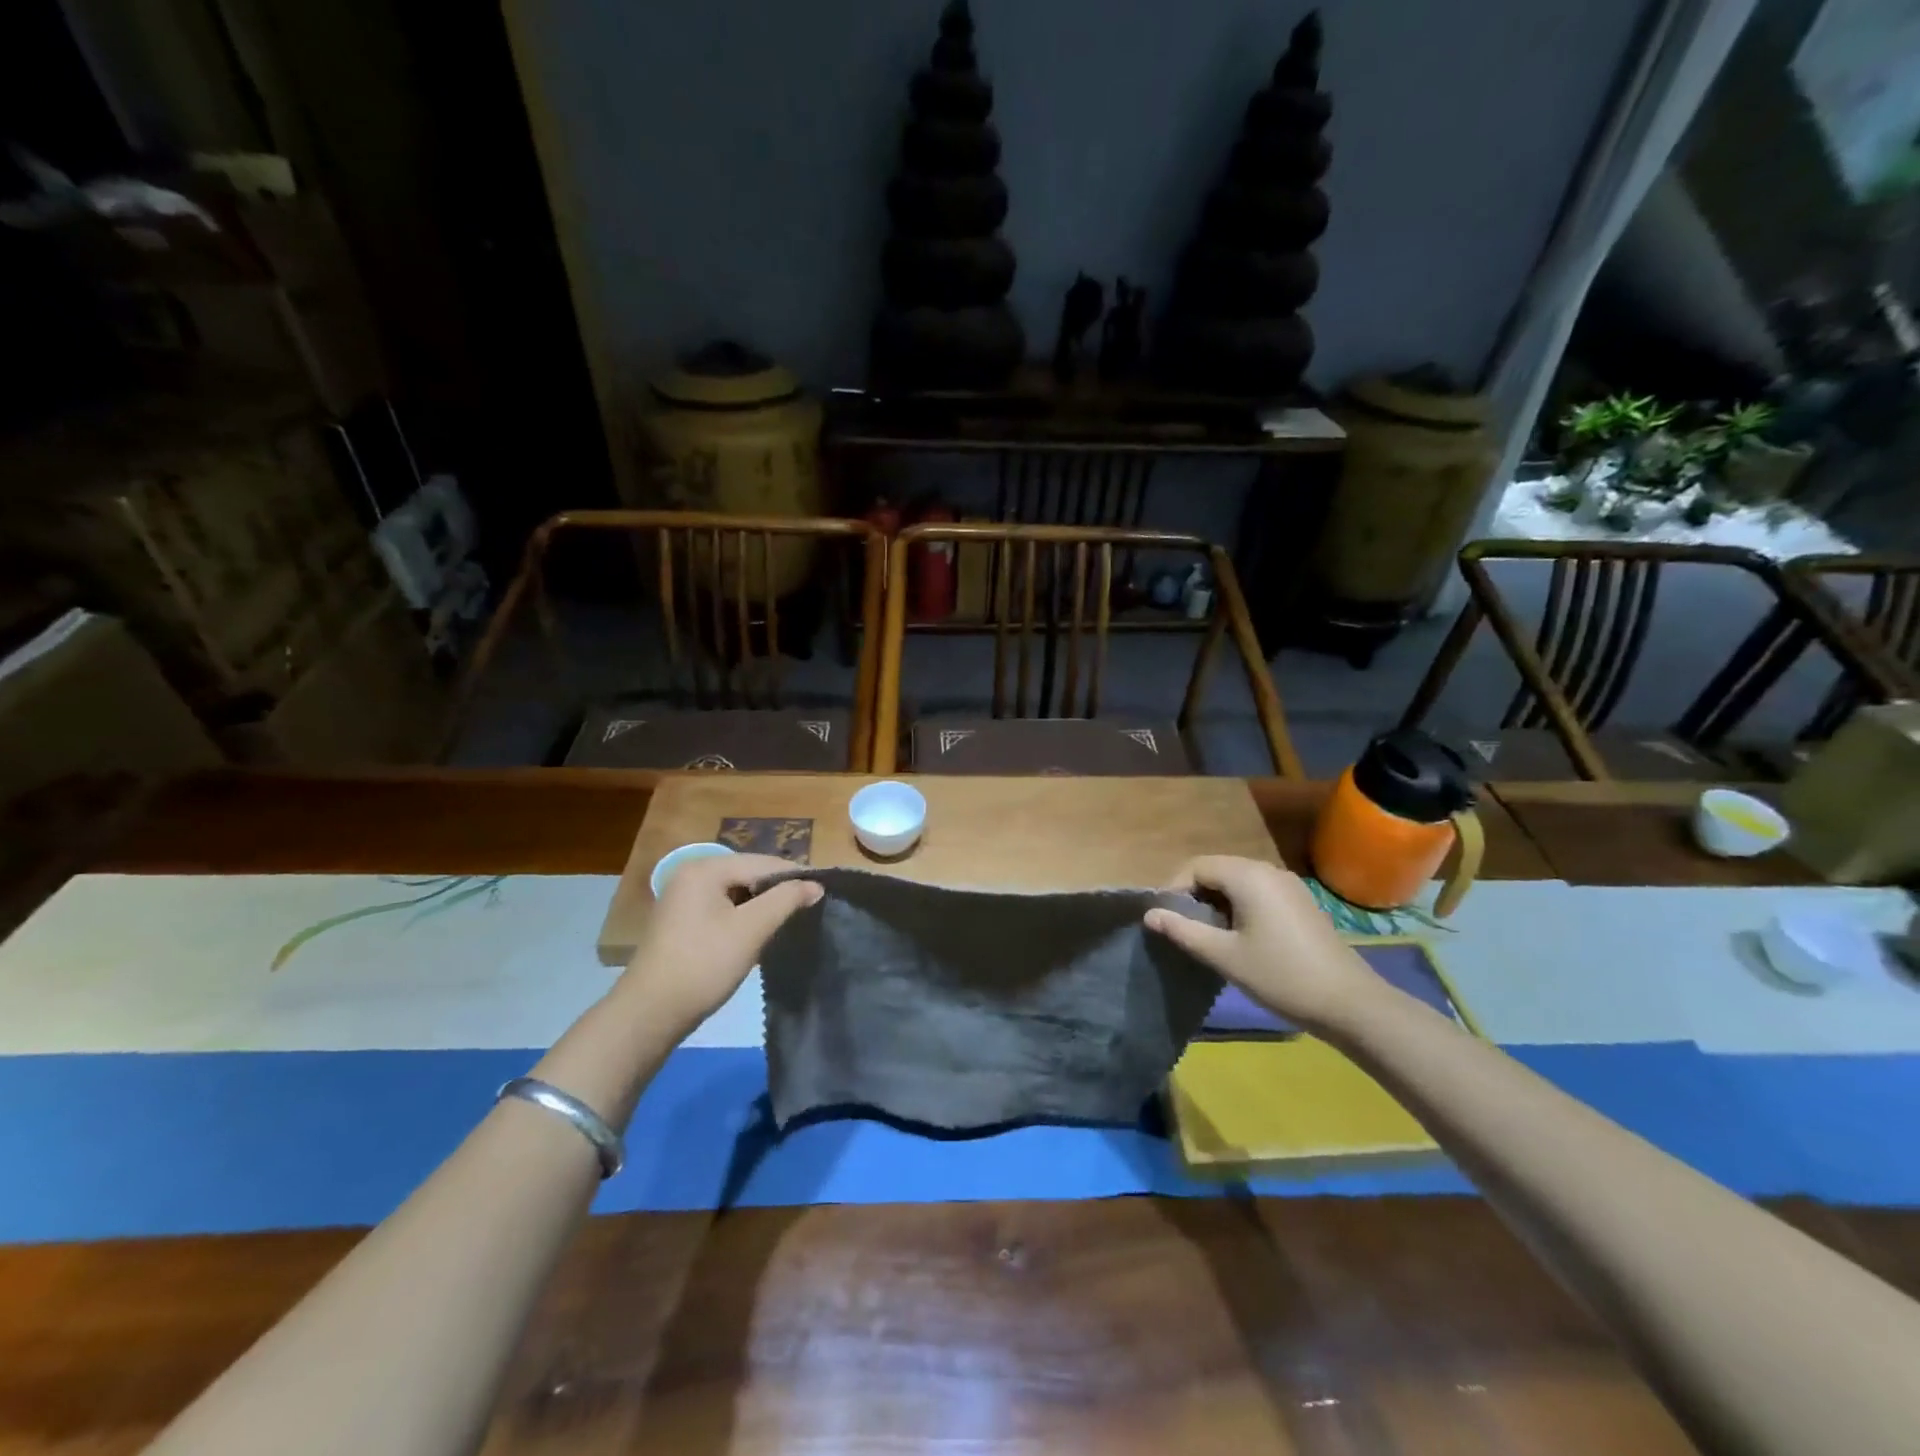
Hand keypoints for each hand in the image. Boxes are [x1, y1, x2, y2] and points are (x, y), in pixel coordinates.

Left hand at [623, 854, 822, 1030]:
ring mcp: (684, 897)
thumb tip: (815, 884)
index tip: (824, 892)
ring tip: (789, 920)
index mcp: (705, 868)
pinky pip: (723, 906)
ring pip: (737, 891)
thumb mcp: (751, 929)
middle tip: (809, 907)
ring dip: (762, 905)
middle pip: (749, 873)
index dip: (795, 876)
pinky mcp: (682, 920)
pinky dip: (744, 916)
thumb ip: (786, 900)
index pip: (763, 862)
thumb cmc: (704, 964)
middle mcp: (692, 874)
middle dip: (778, 890)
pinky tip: (759, 932)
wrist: (650, 1012)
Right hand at [1144, 855, 1375, 1031]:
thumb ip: (1183, 931)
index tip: (1165, 919)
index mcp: (1248, 876)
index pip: (1196, 866)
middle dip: (1194, 895)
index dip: (1174, 889)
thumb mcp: (1224, 956)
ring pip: (1237, 882)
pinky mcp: (1301, 903)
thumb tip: (1149, 914)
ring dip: (1216, 903)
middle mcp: (1268, 871)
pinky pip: (1258, 893)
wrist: (1350, 1004)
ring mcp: (1289, 886)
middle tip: (1182, 929)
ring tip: (1207, 937)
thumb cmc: (1280, 976)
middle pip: (1217, 870)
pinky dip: (1239, 907)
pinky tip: (1239, 938)